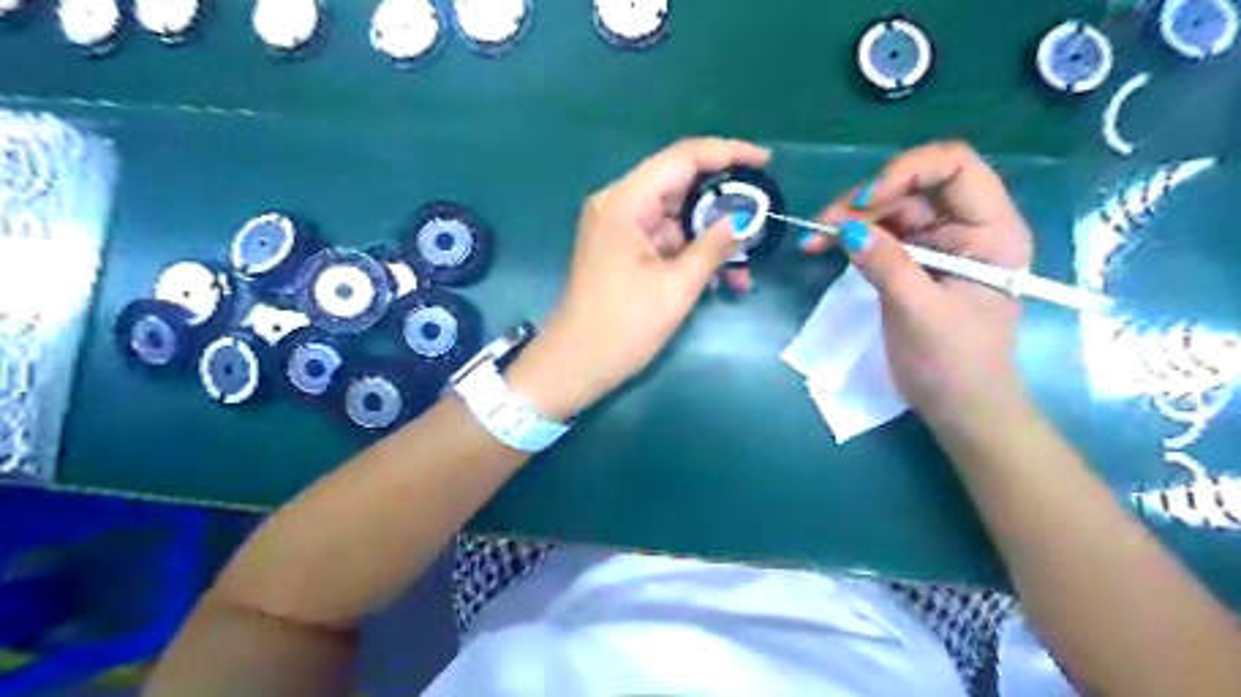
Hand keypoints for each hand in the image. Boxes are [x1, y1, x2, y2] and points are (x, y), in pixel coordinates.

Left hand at [509, 136, 772, 419]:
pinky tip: (721, 279)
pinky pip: (666, 240)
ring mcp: (619, 229)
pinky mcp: (623, 251)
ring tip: (744, 267)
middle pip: (680, 185)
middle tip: (761, 219)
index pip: (683, 158)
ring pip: (677, 217)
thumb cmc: (622, 328)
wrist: (574, 365)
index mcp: (625, 202)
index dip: (727, 153)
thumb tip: (737, 222)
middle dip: (723, 204)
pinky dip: (692, 254)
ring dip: (711, 238)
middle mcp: (619, 205)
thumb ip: (711, 247)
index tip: (765, 162)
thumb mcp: (675, 288)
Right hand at [800, 142, 1034, 429]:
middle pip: (915, 186)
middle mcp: (967, 227)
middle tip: (824, 225)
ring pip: (891, 210)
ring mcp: (938, 245)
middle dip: (867, 200)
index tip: (866, 203)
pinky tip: (824, 247)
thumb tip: (846, 227)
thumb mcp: (918, 313)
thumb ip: (886, 265)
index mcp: (991, 230)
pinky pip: (881, 236)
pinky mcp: (914, 263)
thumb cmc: (952, 363)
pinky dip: (851, 238)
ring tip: (815, 239)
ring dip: (851, 218)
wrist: (959, 408)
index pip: (956, 167)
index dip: (908, 171)